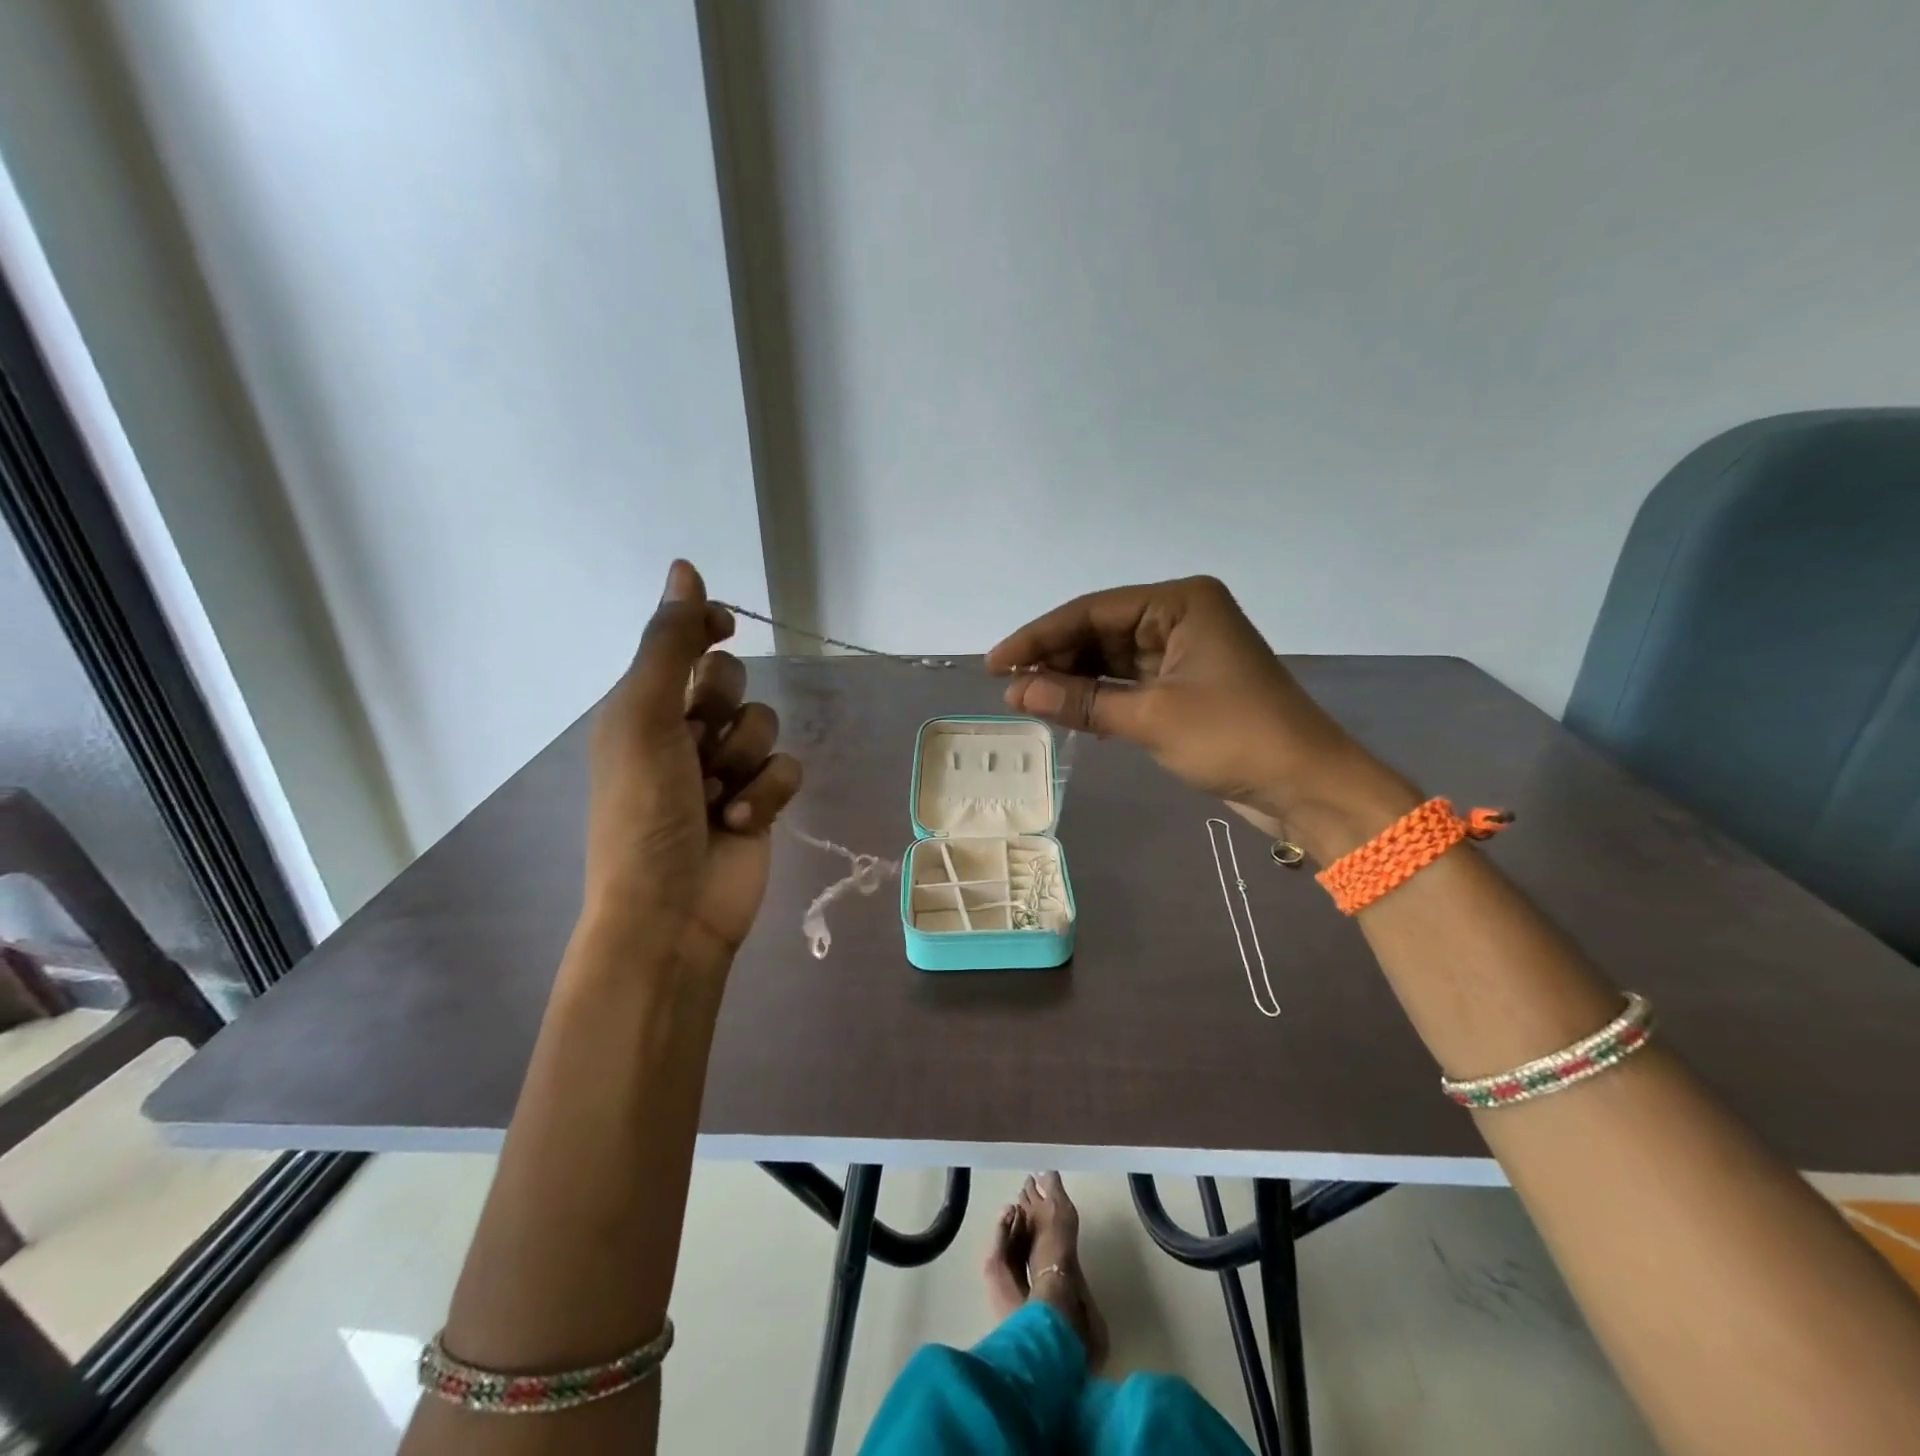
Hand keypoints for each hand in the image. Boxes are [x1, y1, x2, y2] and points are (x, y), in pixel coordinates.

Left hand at [583, 561, 803, 966]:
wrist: (671, 909)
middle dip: (723, 706)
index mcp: (642, 708)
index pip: (681, 644)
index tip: (723, 626)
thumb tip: (684, 566)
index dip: (704, 627)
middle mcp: (683, 732)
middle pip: (731, 681)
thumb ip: (670, 644)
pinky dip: (766, 792)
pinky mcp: (760, 801)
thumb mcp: (644, 717)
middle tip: (699, 738)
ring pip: (765, 724)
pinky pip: (786, 768)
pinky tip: (740, 820)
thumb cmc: (644, 811)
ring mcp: (724, 769)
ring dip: (744, 757)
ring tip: (717, 796)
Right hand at [987, 576, 1409, 846]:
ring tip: (1028, 702)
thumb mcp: (1150, 718)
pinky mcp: (1184, 686)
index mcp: (1181, 603)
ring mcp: (1183, 652)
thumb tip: (1017, 694)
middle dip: (1055, 660)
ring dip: (1073, 681)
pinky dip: (1097, 697)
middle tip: (1009, 689)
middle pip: (1099, 631)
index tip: (996, 664)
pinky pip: (1127, 683)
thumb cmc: (1234, 738)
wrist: (1307, 786)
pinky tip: (1064, 710)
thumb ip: (1081, 701)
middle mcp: (1181, 617)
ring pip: (1111, 659)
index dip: (1039, 637)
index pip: (1092, 611)